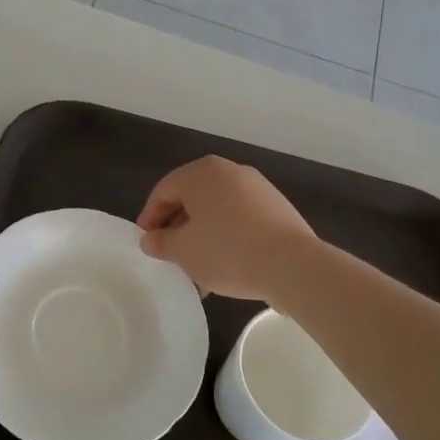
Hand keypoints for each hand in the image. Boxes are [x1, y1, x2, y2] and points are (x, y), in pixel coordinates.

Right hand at [137, 155, 319, 300]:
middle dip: (178, 227)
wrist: (293, 266)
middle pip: (192, 198)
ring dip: (203, 235)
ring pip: (218, 210)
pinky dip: (227, 237)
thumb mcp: (183, 251)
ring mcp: (258, 188)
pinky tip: (226, 266)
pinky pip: (241, 219)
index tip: (146, 242)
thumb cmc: (227, 251)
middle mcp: (230, 171)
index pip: (164, 190)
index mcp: (202, 173)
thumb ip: (160, 242)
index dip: (150, 217)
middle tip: (170, 253)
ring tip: (197, 267)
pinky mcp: (278, 208)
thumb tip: (151, 239)